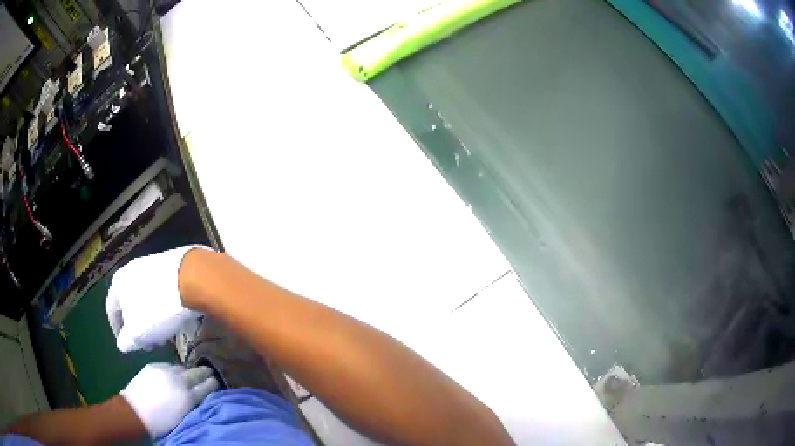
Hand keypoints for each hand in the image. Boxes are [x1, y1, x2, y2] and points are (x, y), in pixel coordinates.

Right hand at [106, 245, 208, 351]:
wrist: (191, 279)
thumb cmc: (157, 310)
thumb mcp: (137, 334)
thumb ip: (126, 341)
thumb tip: (122, 344)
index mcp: (117, 283)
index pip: (111, 310)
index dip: (119, 331)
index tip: (128, 345)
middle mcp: (130, 269)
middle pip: (129, 303)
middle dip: (138, 326)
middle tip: (150, 344)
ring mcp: (150, 264)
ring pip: (146, 297)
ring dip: (152, 318)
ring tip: (165, 335)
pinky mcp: (169, 264)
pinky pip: (161, 290)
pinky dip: (164, 306)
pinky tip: (175, 319)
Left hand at [120, 363, 219, 437]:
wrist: (134, 413)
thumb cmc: (161, 423)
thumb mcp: (183, 417)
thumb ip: (192, 403)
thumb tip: (199, 395)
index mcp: (188, 397)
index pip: (206, 386)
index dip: (213, 383)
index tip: (216, 381)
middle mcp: (178, 381)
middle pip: (196, 373)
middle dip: (204, 372)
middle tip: (209, 373)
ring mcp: (164, 371)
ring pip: (182, 367)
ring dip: (187, 371)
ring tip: (189, 375)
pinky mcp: (153, 366)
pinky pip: (168, 365)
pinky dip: (174, 370)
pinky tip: (172, 375)